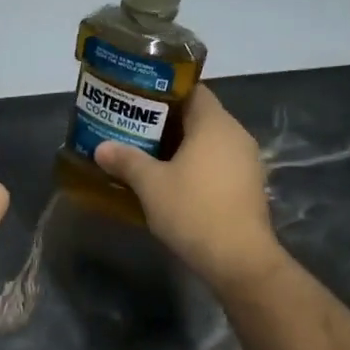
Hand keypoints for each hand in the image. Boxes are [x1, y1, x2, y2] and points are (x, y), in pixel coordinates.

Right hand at [92, 85, 282, 294]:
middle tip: (134, 130)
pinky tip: (173, 183)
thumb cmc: (193, 210)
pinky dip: (196, 167)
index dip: (164, 93)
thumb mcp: (150, 184)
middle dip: (166, 123)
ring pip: (208, 143)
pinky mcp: (248, 187)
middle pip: (199, 117)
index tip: (137, 102)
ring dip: (181, 148)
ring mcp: (247, 162)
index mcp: (214, 123)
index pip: (192, 90)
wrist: (238, 258)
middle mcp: (236, 135)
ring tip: (148, 157)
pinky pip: (218, 164)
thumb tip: (101, 147)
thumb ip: (126, 160)